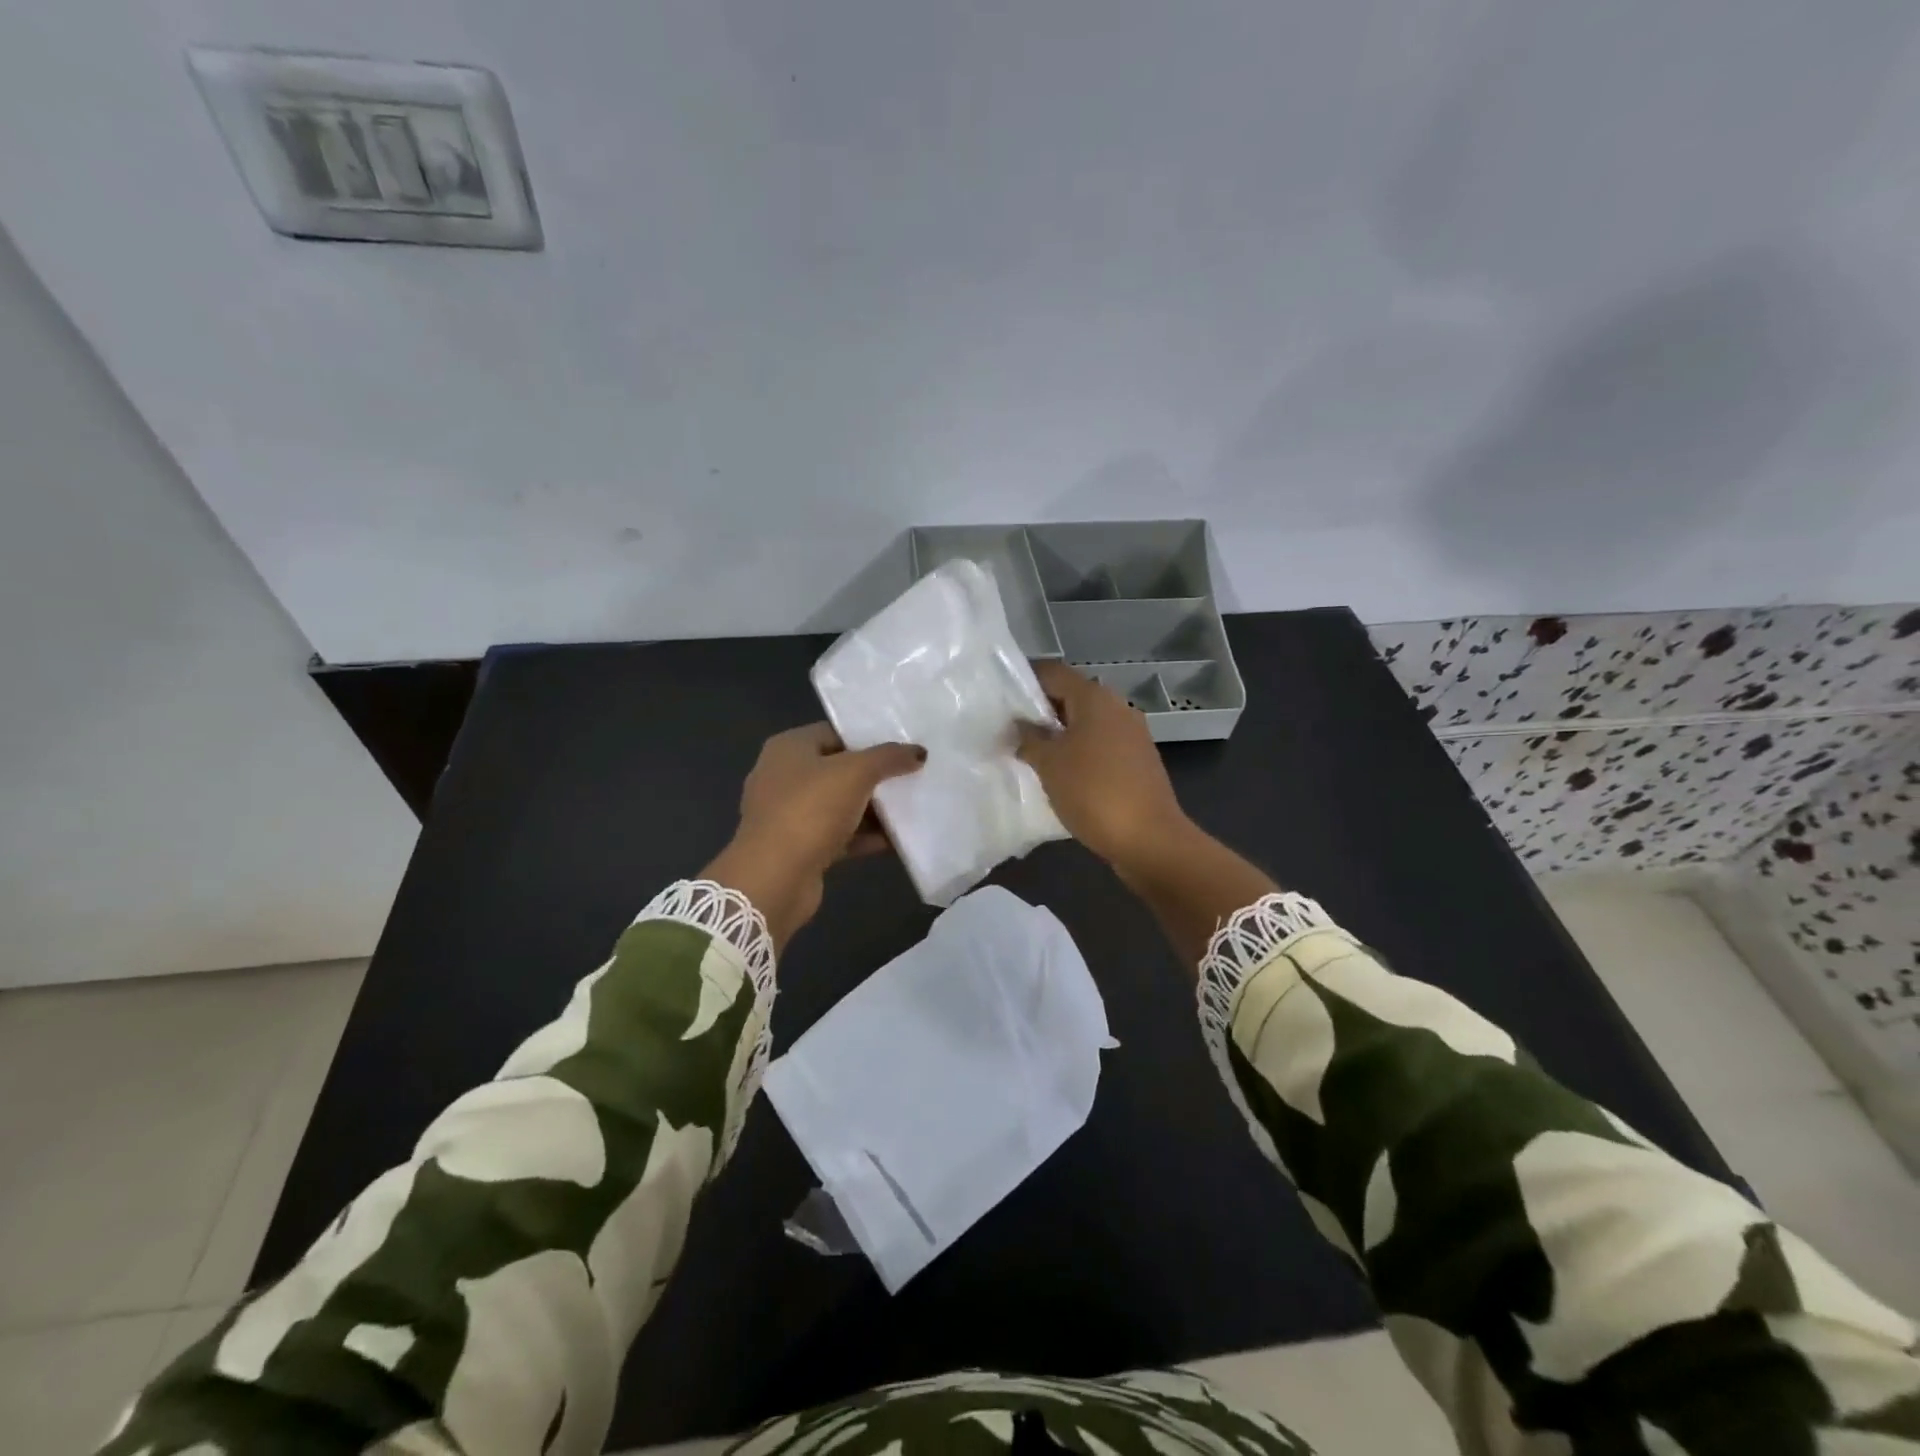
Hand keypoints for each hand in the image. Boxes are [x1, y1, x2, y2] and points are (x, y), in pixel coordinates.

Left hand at [705, 724, 924, 949]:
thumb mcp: (856, 773)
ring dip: (872, 809)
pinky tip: (897, 840)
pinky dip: (864, 837)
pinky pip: (838, 835)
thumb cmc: (810, 810)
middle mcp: (783, 777)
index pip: (834, 733)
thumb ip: (888, 758)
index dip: (868, 738)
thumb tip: (918, 752)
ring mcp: (788, 815)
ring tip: (912, 807)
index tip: (902, 746)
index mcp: (789, 748)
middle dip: (874, 775)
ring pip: (839, 805)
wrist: (774, 878)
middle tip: (912, 775)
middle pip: (838, 770)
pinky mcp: (798, 848)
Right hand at [1017, 661, 1192, 878]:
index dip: (1025, 681)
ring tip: (1031, 755)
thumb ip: (1029, 738)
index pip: (1052, 672)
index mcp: (1095, 697)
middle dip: (1040, 712)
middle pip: (1071, 696)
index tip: (1000, 701)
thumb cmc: (1093, 792)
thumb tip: (1020, 726)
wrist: (1149, 839)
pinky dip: (1079, 752)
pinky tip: (1061, 775)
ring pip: (1086, 723)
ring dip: (1059, 735)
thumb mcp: (1049, 764)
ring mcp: (1132, 734)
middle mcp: (1117, 707)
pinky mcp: (1138, 760)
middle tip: (1010, 732)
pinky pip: (1100, 745)